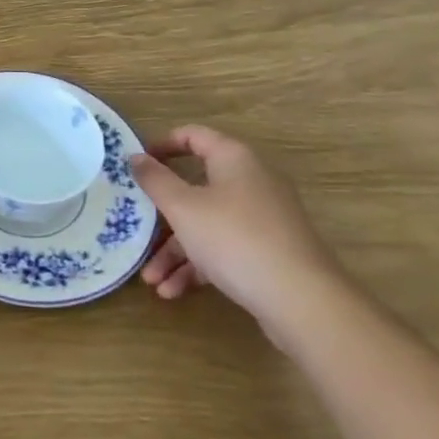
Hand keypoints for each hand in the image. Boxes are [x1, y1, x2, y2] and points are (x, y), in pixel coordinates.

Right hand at [132, 125, 343, 336]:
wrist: (303, 302)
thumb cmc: (234, 239)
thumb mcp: (183, 208)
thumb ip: (155, 180)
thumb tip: (136, 157)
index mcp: (234, 158)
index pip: (193, 136)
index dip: (162, 146)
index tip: (137, 165)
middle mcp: (251, 181)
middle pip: (196, 188)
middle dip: (163, 216)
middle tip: (138, 228)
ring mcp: (264, 218)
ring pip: (208, 224)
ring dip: (176, 251)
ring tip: (151, 280)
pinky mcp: (270, 252)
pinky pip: (225, 249)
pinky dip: (199, 266)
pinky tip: (173, 292)